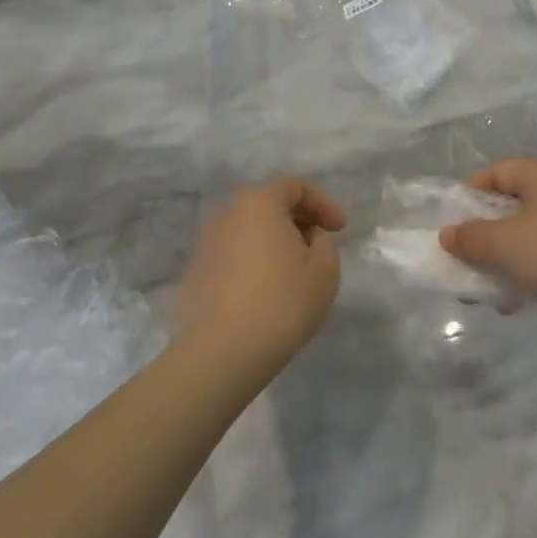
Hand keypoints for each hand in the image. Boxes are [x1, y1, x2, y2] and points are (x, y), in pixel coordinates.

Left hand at [177, 178, 345, 369]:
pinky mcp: (196, 272)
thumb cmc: (283, 300)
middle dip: (297, 220)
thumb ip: (323, 242)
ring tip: (293, 271)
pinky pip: (233, 256)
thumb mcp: (325, 268)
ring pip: (248, 231)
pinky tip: (266, 292)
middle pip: (268, 205)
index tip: (340, 230)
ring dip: (273, 243)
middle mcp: (227, 214)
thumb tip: (306, 239)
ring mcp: (206, 243)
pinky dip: (253, 263)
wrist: (225, 349)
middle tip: (318, 246)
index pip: (294, 187)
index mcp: (259, 203)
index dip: (323, 203)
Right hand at [440, 159, 536, 323]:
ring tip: (491, 290)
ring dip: (507, 259)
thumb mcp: (503, 244)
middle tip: (468, 260)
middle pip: (515, 204)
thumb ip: (470, 238)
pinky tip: (522, 300)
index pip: (497, 171)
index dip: (470, 194)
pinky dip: (533, 272)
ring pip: (533, 234)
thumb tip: (448, 235)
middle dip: (486, 234)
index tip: (454, 224)